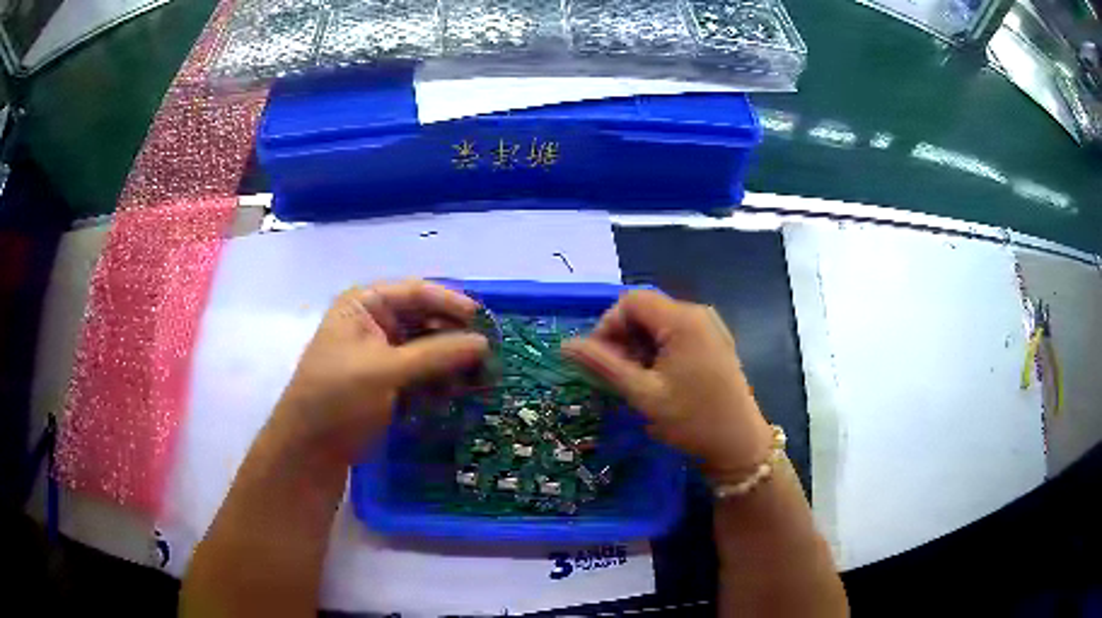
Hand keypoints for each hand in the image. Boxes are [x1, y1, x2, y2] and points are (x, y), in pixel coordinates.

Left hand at [274, 280, 488, 464]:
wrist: (311, 449)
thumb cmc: (337, 397)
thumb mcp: (384, 371)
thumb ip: (435, 355)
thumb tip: (484, 343)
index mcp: (364, 305)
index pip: (416, 292)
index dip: (451, 303)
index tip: (484, 321)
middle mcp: (375, 323)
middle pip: (425, 319)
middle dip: (456, 336)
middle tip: (490, 354)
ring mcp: (383, 354)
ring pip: (428, 348)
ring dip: (453, 361)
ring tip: (482, 377)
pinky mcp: (390, 382)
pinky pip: (424, 373)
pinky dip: (442, 380)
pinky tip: (461, 392)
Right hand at [562, 291, 772, 479]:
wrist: (739, 444)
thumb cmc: (691, 420)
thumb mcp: (642, 394)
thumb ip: (603, 365)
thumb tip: (565, 345)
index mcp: (682, 320)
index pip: (631, 301)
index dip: (608, 325)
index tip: (600, 360)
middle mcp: (698, 314)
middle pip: (646, 310)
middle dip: (624, 338)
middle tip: (616, 374)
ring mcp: (710, 327)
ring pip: (660, 323)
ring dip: (640, 346)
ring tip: (636, 380)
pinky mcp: (715, 342)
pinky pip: (677, 334)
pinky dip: (659, 350)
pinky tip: (658, 378)